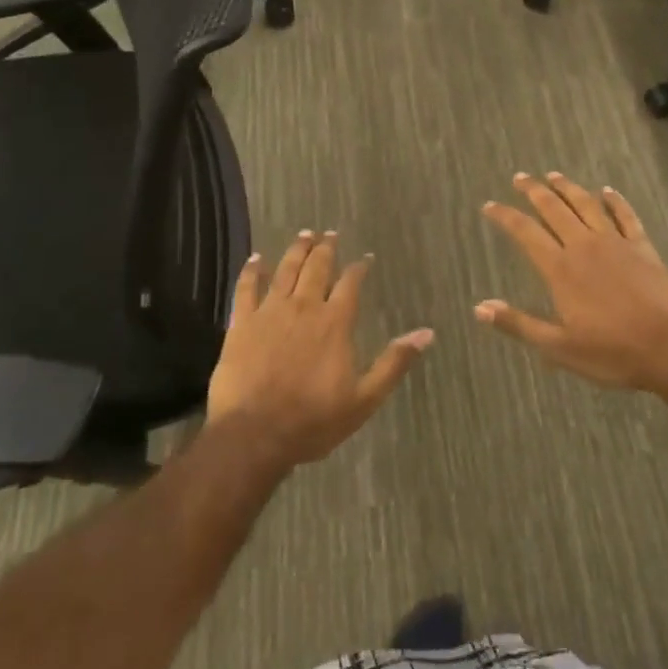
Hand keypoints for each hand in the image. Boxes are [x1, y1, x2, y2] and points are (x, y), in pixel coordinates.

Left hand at [207, 232, 433, 468]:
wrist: (254, 434)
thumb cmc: (312, 421)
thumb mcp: (364, 399)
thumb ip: (393, 363)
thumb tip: (426, 333)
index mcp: (335, 322)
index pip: (351, 284)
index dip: (359, 268)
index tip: (364, 258)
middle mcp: (305, 307)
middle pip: (317, 268)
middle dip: (326, 249)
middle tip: (330, 234)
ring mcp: (270, 312)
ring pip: (286, 270)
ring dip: (296, 250)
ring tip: (304, 235)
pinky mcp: (242, 323)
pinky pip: (246, 288)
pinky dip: (252, 270)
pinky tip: (256, 258)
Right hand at [475, 172, 667, 395]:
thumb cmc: (613, 353)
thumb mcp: (559, 347)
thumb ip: (519, 324)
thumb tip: (479, 308)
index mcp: (561, 269)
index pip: (525, 233)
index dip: (505, 217)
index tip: (490, 205)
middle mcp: (585, 246)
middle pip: (554, 209)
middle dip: (534, 191)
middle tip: (520, 177)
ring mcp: (617, 243)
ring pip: (587, 205)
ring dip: (569, 188)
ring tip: (554, 175)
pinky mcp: (643, 247)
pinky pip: (626, 216)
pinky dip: (615, 201)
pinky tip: (608, 191)